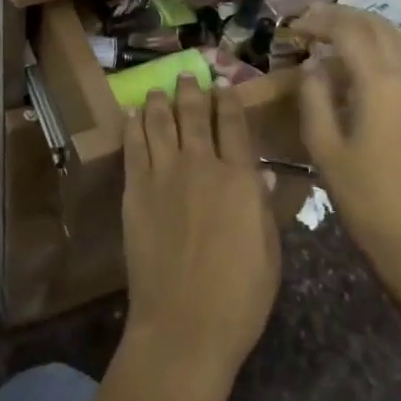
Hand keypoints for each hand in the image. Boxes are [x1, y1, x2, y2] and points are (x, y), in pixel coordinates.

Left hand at [121, 76, 280, 400]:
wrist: (184, 326)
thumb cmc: (239, 297)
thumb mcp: (269, 252)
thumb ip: (264, 208)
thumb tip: (264, 175)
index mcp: (239, 178)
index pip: (233, 125)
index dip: (228, 101)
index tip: (224, 85)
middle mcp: (200, 165)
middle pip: (194, 115)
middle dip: (192, 90)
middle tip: (188, 74)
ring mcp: (163, 175)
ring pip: (160, 123)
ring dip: (160, 100)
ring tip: (159, 87)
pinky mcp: (135, 191)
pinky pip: (133, 147)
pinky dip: (133, 125)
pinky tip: (132, 113)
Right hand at [294, 5, 400, 283]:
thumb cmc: (362, 195)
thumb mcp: (323, 146)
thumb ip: (314, 96)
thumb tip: (313, 64)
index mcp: (381, 85)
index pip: (349, 32)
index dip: (321, 21)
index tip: (296, 23)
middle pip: (379, 27)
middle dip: (345, 16)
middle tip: (314, 18)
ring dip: (369, 29)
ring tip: (339, 33)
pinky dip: (386, 50)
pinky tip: (366, 66)